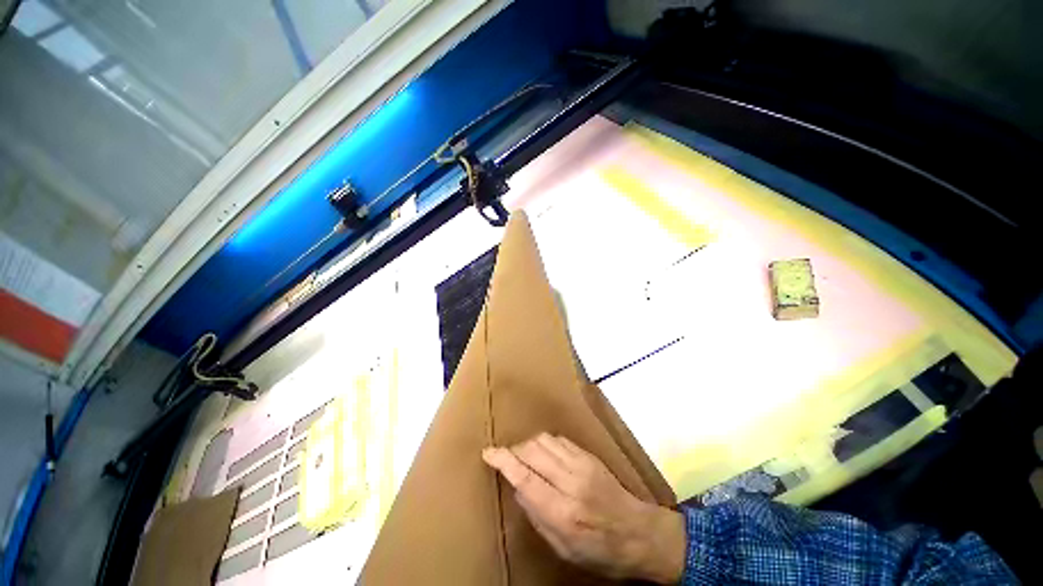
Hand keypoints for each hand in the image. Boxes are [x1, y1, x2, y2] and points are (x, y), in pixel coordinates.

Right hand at [482, 433, 685, 582]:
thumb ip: (536, 516)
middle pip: (532, 451)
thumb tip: (517, 487)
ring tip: (523, 456)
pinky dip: (544, 443)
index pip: (525, 477)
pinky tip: (543, 453)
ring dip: (527, 444)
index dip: (503, 461)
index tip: (488, 453)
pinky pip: (559, 440)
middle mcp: (571, 482)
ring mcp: (582, 464)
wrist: (638, 533)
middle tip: (506, 459)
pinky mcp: (589, 455)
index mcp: (563, 512)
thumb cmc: (599, 551)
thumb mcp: (562, 548)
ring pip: (544, 440)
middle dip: (513, 450)